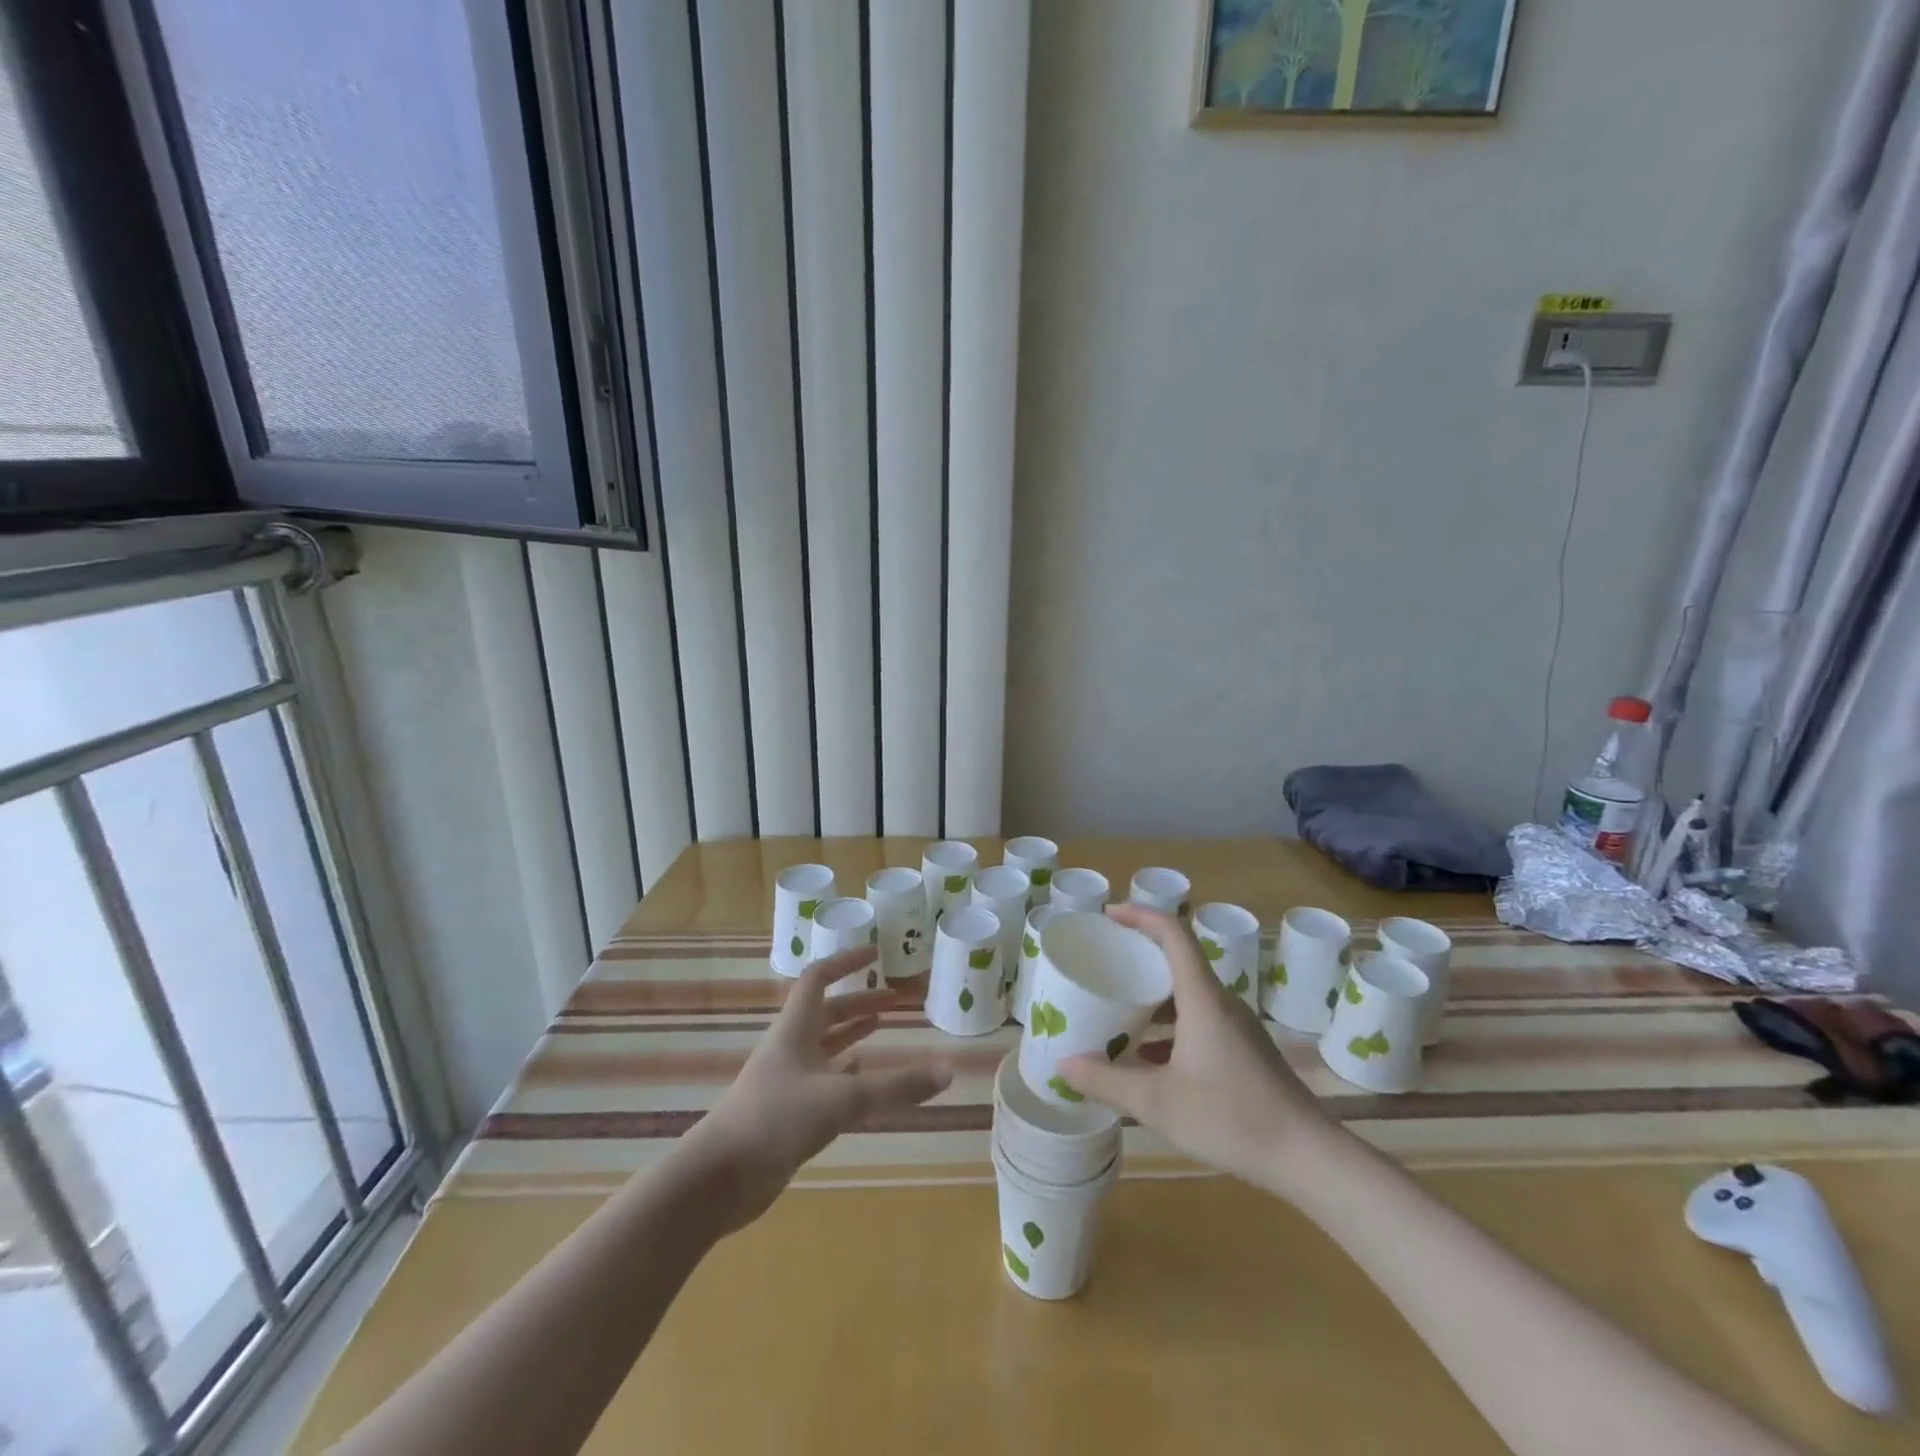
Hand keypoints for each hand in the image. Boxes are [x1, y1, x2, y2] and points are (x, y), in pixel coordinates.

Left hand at [679, 947, 951, 1231]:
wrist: (719, 1178)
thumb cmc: (776, 1120)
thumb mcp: (842, 1099)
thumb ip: (896, 1087)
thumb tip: (949, 1070)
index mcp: (795, 1029)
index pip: (819, 978)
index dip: (846, 961)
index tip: (876, 953)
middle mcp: (790, 1048)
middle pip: (827, 1012)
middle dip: (861, 1002)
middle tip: (897, 999)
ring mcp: (787, 1081)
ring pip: (824, 1045)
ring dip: (852, 1032)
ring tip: (883, 1025)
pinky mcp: (787, 1112)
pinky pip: (822, 1079)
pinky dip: (844, 1071)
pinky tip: (862, 1074)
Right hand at [1058, 904, 1339, 1198]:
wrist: (1308, 1158)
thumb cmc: (1231, 1117)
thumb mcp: (1158, 1102)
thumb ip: (1107, 1081)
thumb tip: (1063, 1064)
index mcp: (1202, 998)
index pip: (1173, 933)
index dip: (1140, 915)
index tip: (1108, 916)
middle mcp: (1221, 1003)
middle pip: (1179, 959)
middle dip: (1140, 955)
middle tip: (1104, 962)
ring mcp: (1238, 1028)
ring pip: (1189, 993)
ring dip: (1154, 995)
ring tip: (1119, 1008)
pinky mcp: (1245, 1051)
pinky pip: (1201, 1019)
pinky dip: (1171, 1025)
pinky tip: (1149, 1057)